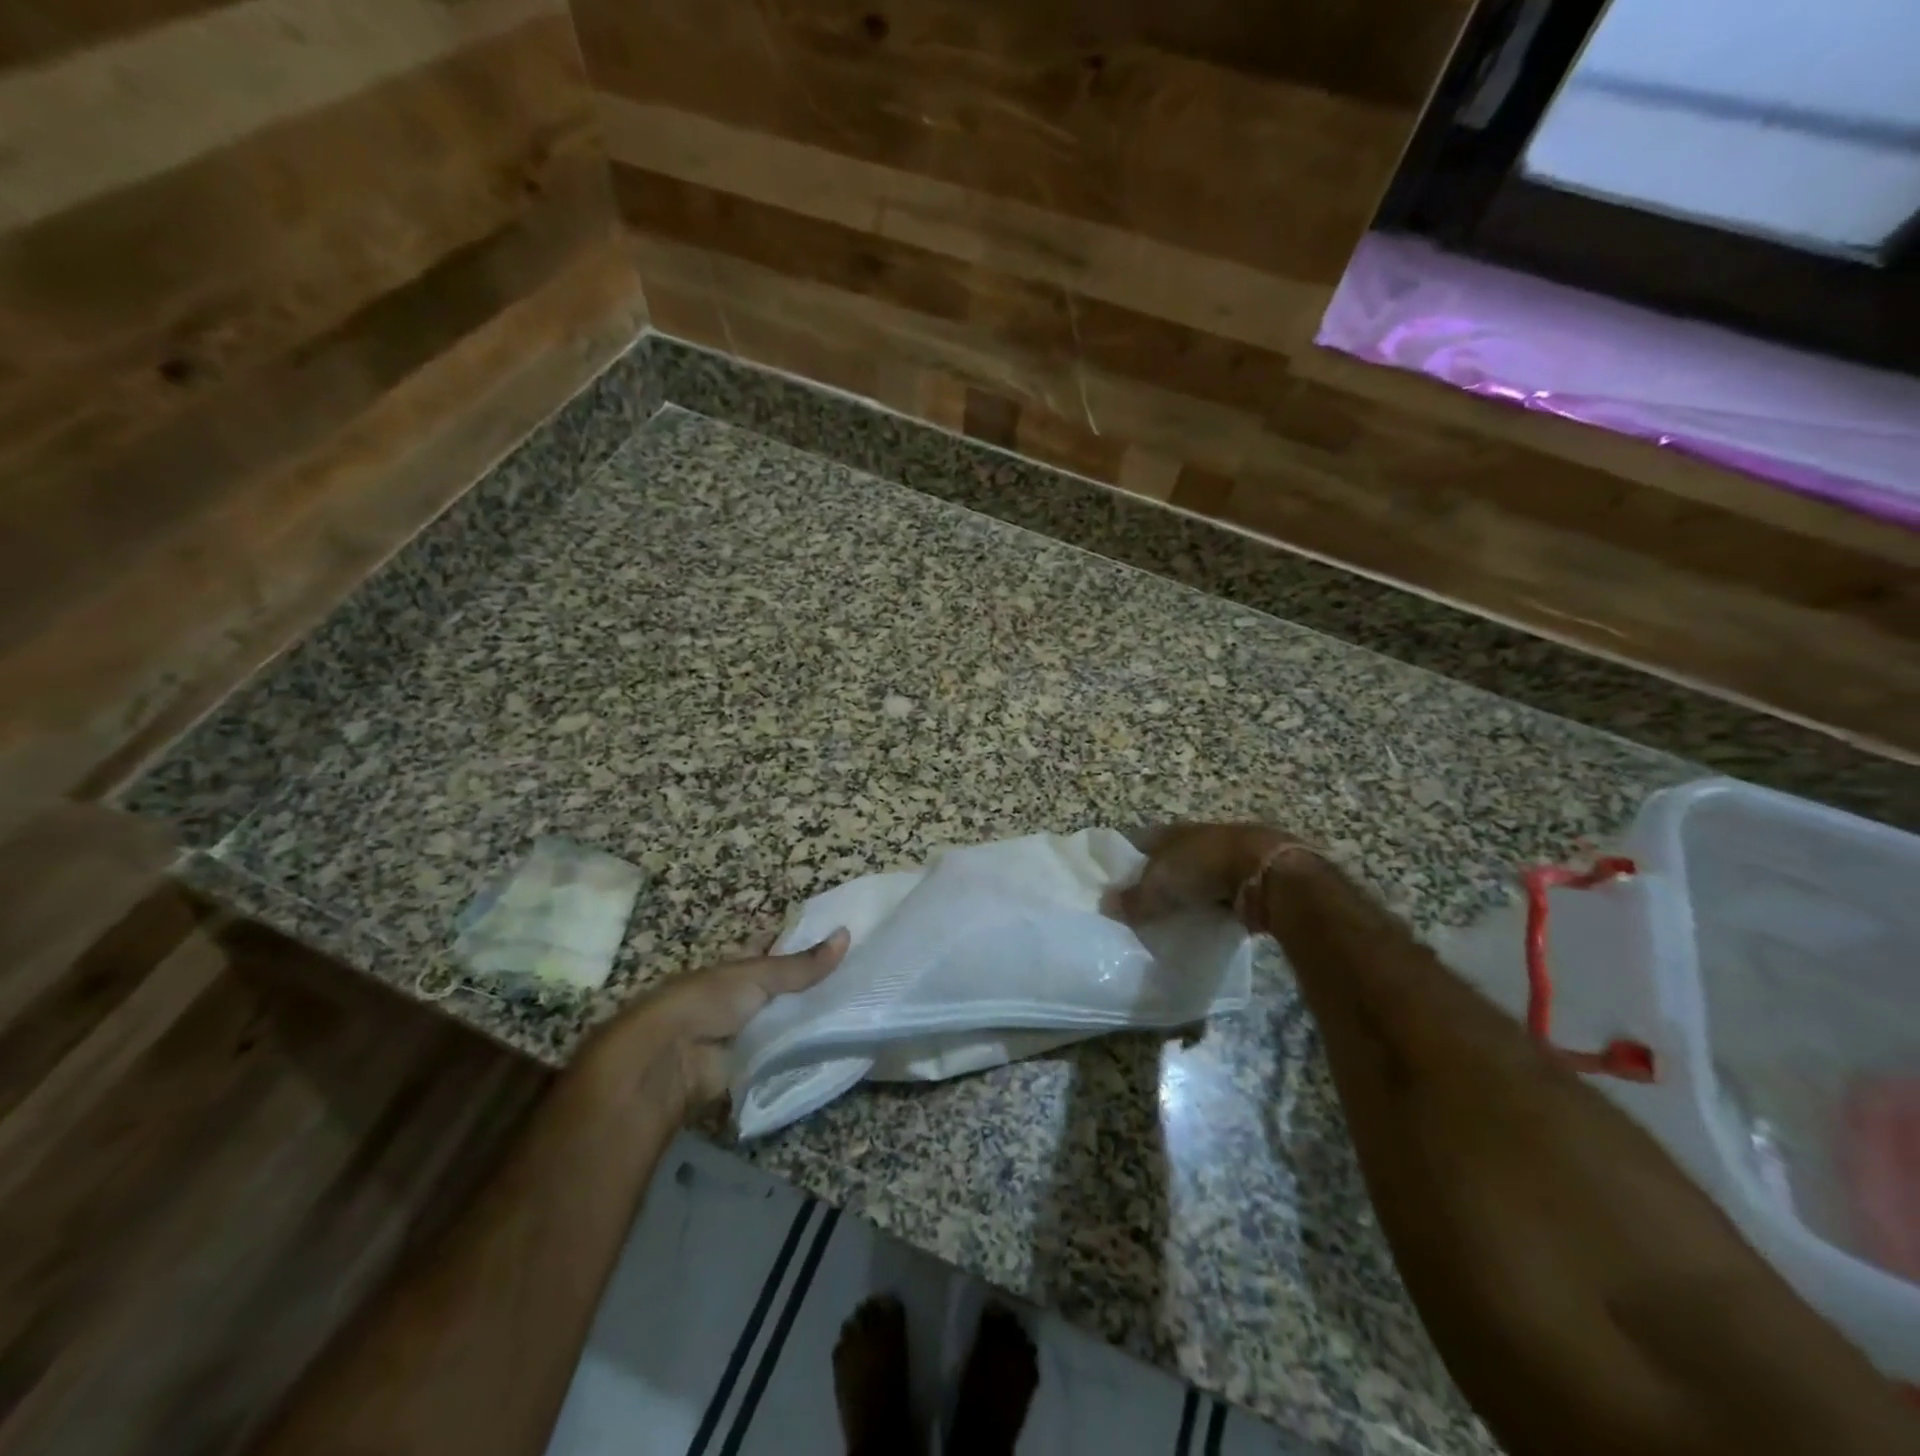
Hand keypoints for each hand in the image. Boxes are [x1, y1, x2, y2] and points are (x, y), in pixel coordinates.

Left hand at [577, 929, 849, 1115]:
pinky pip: (787, 1054)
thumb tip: (847, 935)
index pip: (776, 950)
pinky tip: (843, 1044)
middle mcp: (744, 997)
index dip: (802, 944)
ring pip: (790, 1021)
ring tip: (863, 1009)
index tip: (843, 940)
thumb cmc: (706, 1002)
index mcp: (739, 966)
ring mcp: (749, 1032)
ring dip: (815, 1019)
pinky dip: (808, 1051)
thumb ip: (802, 965)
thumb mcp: (757, 975)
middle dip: (816, 984)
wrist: (670, 1060)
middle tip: (864, 977)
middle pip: (786, 988)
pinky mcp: (754, 1065)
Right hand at [1105, 823, 1300, 930]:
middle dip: (1158, 878)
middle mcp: (1197, 837)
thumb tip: (1104, 905)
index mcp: (1171, 831)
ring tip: (1173, 917)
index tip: (1117, 884)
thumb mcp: (1160, 885)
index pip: (1140, 842)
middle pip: (1169, 858)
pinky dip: (1212, 904)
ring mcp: (1225, 854)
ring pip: (1196, 874)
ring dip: (1188, 892)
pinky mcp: (1249, 875)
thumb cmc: (1204, 867)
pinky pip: (1221, 891)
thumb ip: (1133, 898)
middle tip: (1143, 906)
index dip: (1127, 861)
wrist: (1268, 871)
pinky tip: (1205, 921)